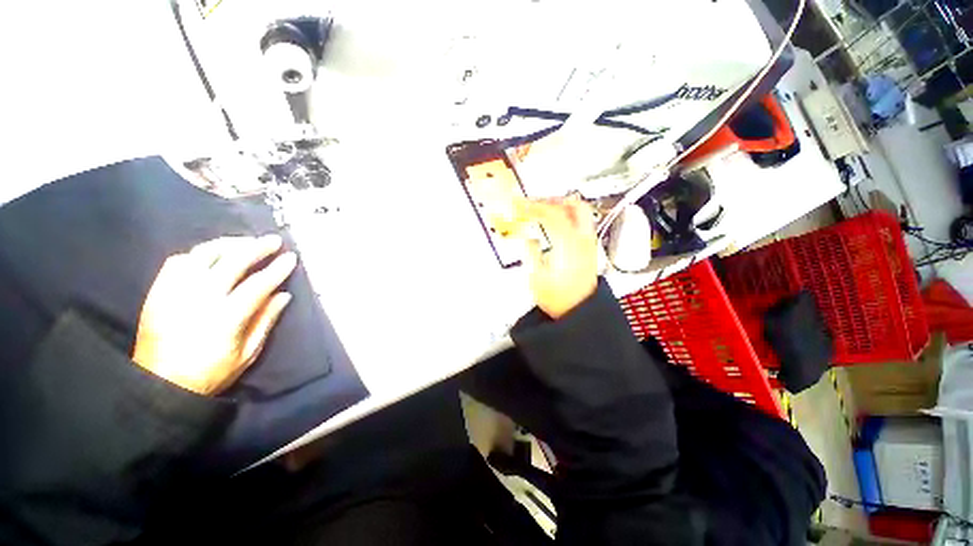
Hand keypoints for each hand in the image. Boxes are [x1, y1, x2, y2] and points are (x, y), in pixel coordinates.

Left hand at [132, 235, 296, 394]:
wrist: (158, 385)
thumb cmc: (209, 373)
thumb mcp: (247, 354)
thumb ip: (265, 321)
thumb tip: (283, 295)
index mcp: (226, 317)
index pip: (258, 284)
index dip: (277, 269)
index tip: (291, 258)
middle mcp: (200, 298)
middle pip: (232, 262)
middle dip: (257, 248)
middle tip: (273, 241)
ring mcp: (175, 292)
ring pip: (203, 255)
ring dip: (228, 244)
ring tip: (245, 242)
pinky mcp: (158, 292)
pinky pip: (177, 262)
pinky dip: (198, 254)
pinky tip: (211, 255)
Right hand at [518, 198, 598, 318]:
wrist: (579, 312)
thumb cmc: (559, 298)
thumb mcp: (536, 277)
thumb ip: (531, 252)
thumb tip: (528, 237)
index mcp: (568, 243)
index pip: (551, 213)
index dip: (532, 205)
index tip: (518, 204)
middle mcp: (582, 238)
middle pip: (572, 205)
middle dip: (550, 200)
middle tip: (533, 204)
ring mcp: (588, 242)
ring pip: (580, 211)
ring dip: (560, 206)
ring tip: (543, 211)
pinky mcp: (588, 248)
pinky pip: (580, 223)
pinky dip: (567, 216)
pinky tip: (555, 224)